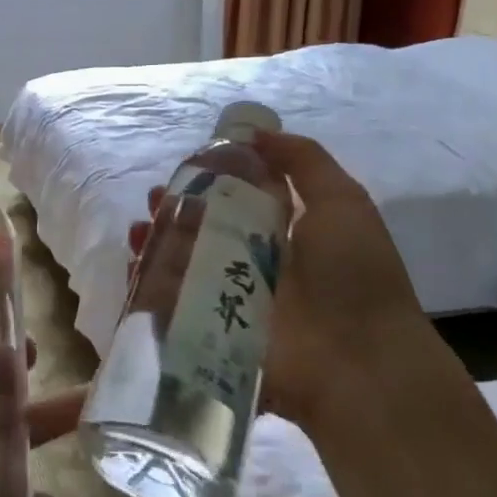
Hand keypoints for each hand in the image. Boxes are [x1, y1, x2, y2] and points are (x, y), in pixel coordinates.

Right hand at [124, 132, 422, 425]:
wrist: (360, 364)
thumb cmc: (352, 276)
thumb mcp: (342, 202)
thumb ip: (303, 161)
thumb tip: (258, 133)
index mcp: (285, 232)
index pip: (238, 198)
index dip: (210, 179)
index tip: (186, 166)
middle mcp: (254, 262)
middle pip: (203, 229)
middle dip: (175, 209)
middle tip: (155, 198)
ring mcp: (230, 299)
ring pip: (182, 263)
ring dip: (156, 242)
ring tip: (139, 229)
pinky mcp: (211, 331)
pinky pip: (171, 304)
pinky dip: (148, 282)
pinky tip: (136, 262)